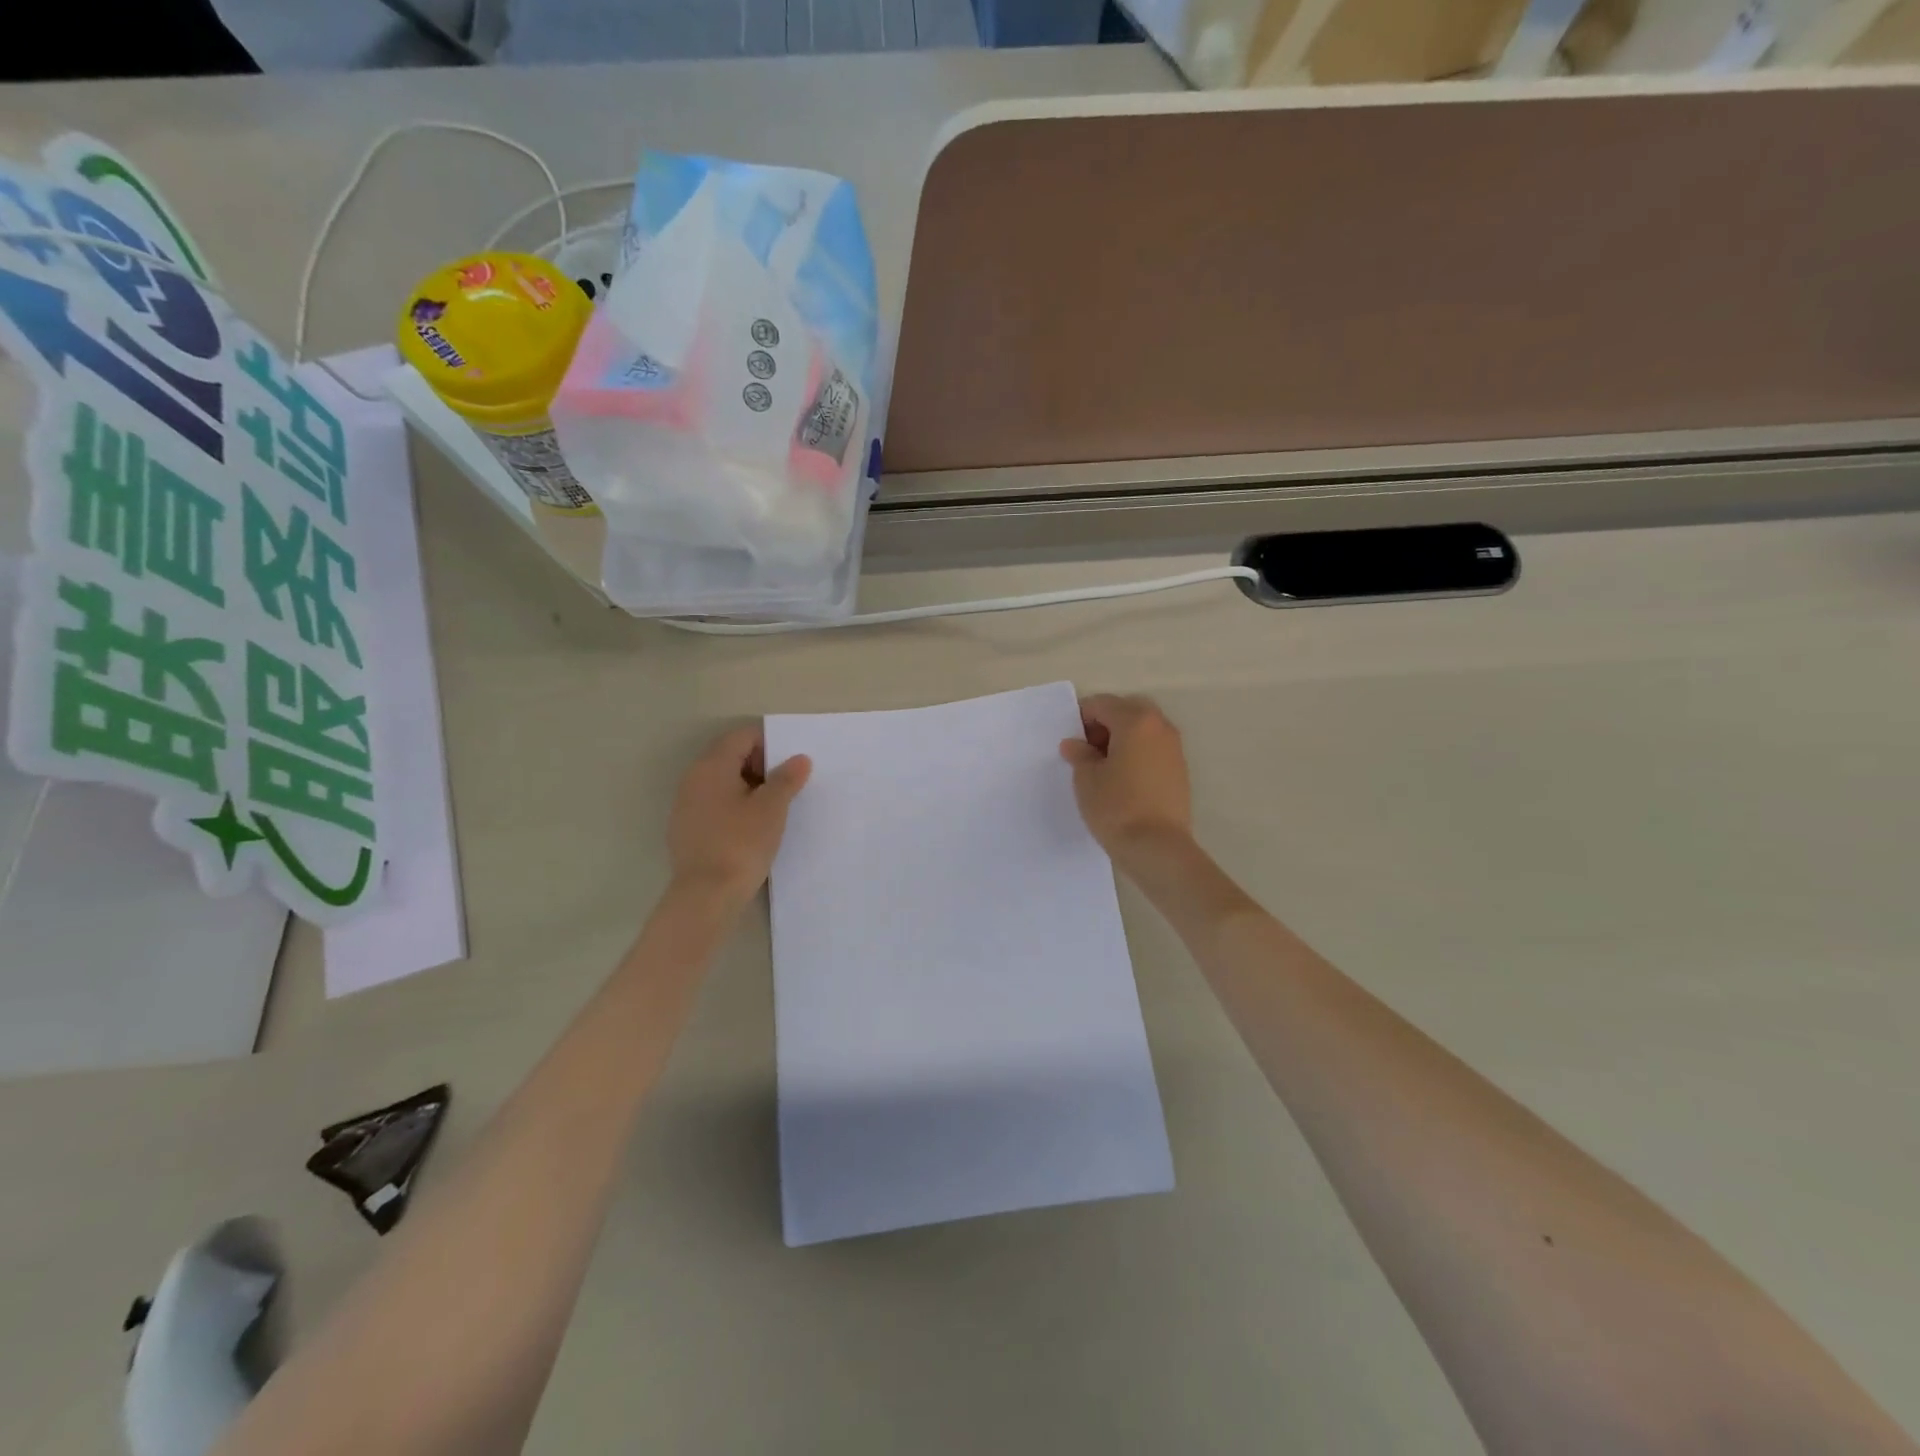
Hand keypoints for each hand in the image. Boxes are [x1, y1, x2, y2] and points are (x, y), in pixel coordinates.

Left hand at [667, 726, 811, 907]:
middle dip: (761, 766)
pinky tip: (753, 829)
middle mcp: (693, 779)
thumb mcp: (772, 808)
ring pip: (722, 783)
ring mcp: (686, 805)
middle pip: (730, 756)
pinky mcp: (686, 829)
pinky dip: (735, 807)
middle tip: (787, 786)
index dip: (770, 744)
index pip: (743, 737)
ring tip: (774, 809)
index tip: (791, 765)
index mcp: (712, 766)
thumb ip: (786, 779)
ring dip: (749, 788)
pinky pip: (715, 805)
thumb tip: (799, 758)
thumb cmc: (741, 843)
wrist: (706, 896)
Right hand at [1059, 694, 1192, 865]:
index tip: (1070, 742)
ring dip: (1122, 738)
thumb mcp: (1086, 779)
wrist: (1158, 847)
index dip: (1081, 719)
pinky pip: (1153, 748)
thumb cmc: (1116, 807)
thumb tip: (1075, 744)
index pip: (1101, 704)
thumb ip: (1080, 754)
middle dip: (1105, 724)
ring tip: (1104, 767)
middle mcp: (1160, 726)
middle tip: (1088, 751)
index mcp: (1135, 721)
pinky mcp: (1180, 770)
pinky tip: (1123, 780)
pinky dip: (1137, 753)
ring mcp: (1174, 748)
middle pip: (1127, 711)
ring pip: (1143, 729)